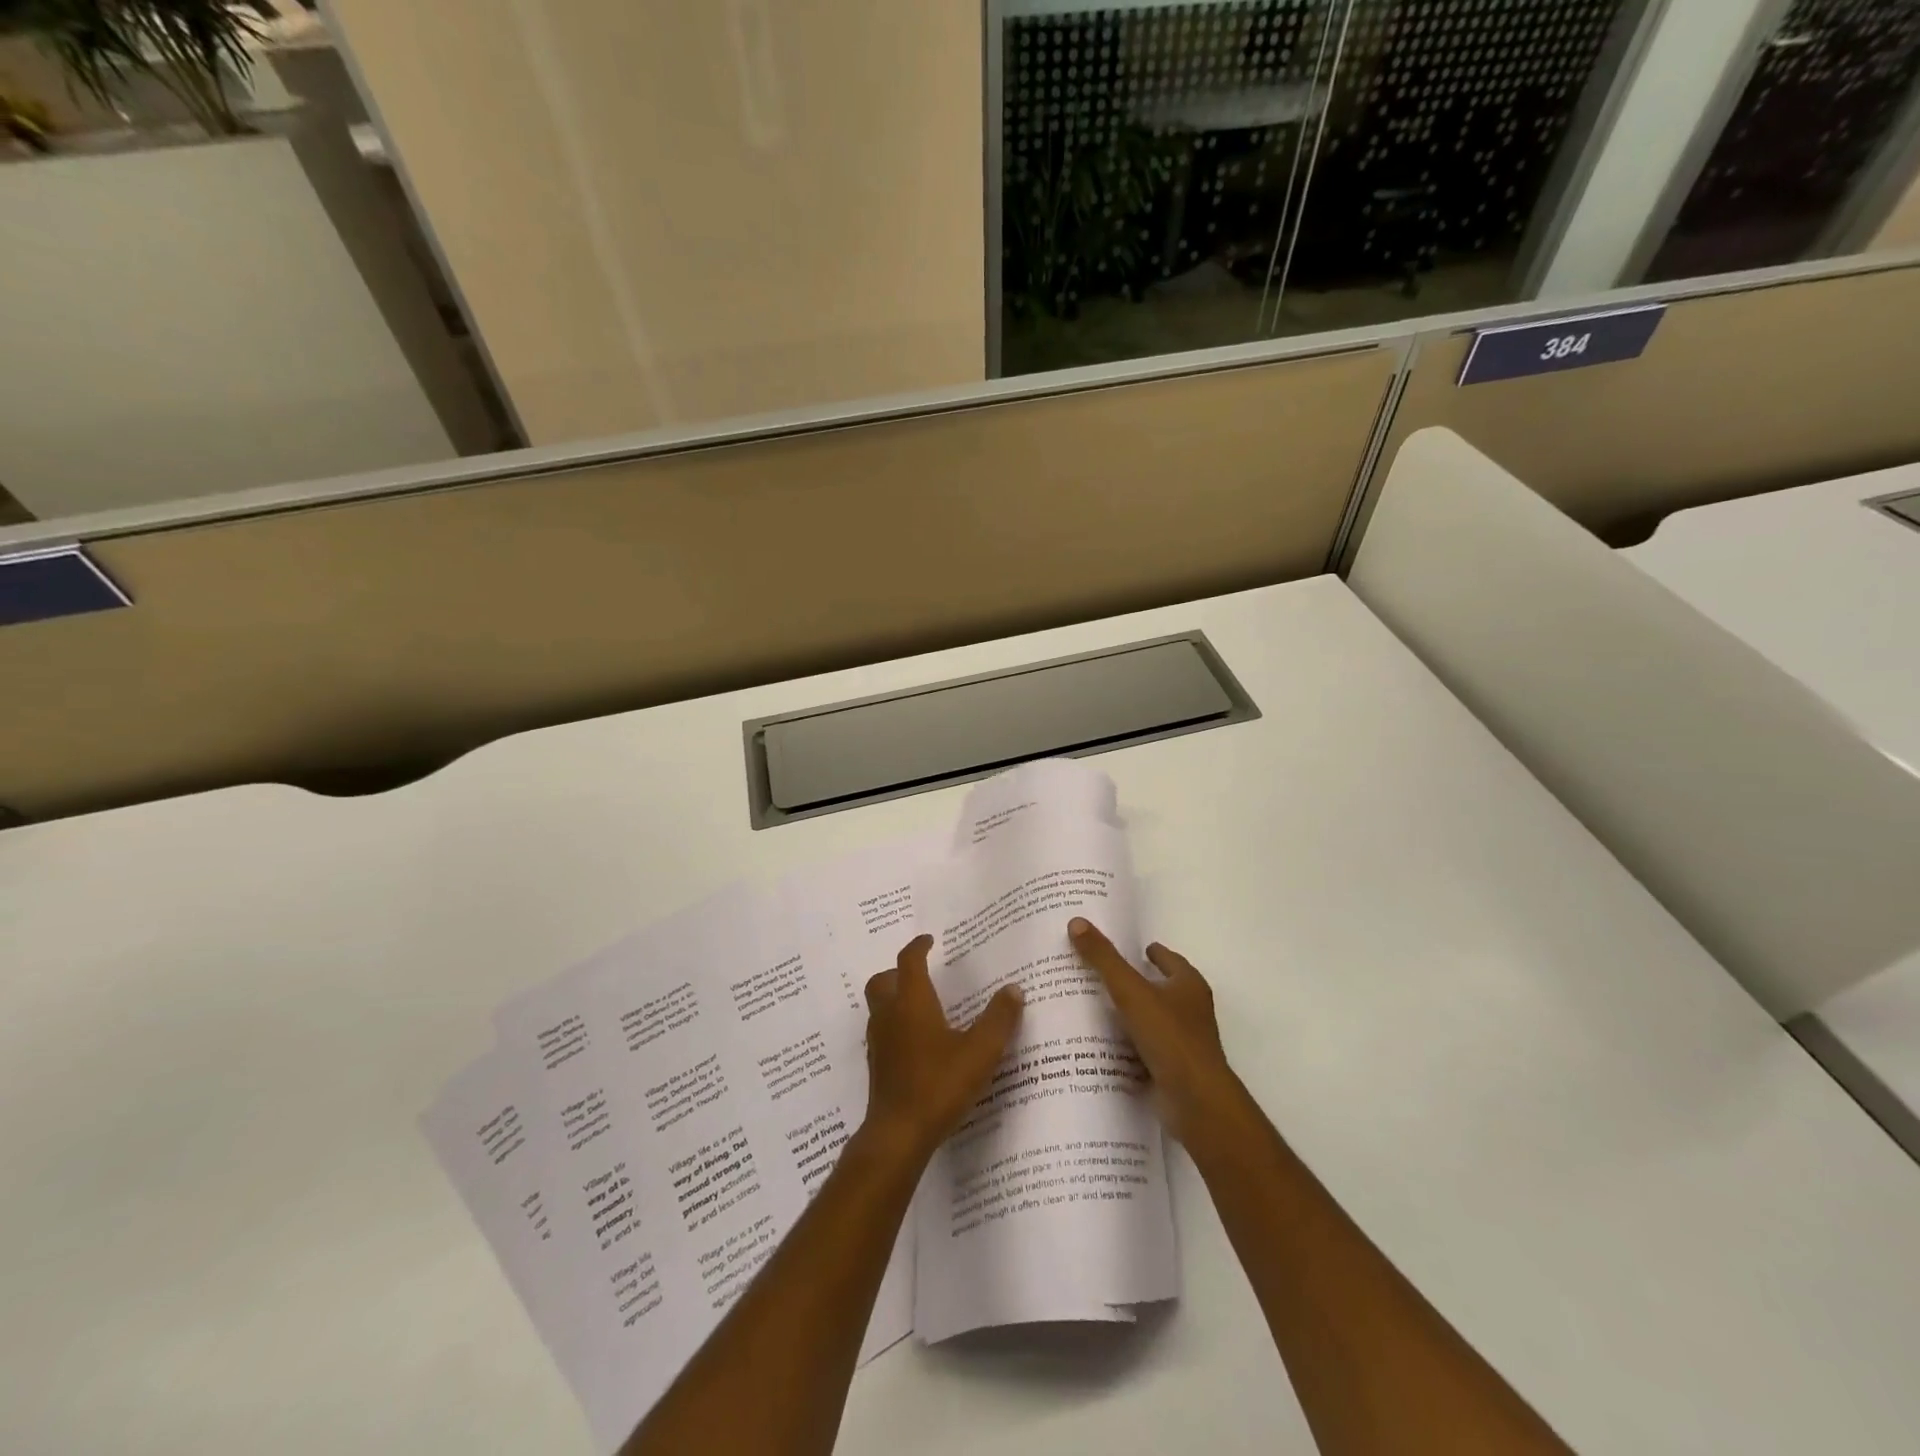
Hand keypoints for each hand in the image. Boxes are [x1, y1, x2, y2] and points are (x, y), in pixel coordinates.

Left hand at [863, 934, 1023, 1161]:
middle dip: (898, 972)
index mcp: (912, 1002)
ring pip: (878, 1007)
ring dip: (894, 998)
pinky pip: (882, 1032)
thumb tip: (1014, 989)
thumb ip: (999, 1019)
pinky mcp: (877, 1066)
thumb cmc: (940, 1084)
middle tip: (920, 974)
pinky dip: (895, 1025)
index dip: (918, 947)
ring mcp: (879, 1042)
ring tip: (921, 1006)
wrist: (899, 1133)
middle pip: (883, 981)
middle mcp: (890, 1015)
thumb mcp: (980, 1051)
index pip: (909, 962)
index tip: (929, 940)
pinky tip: (917, 1043)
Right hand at [1069, 917, 1242, 1145]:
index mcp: (1188, 986)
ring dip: (1130, 1016)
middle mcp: (1191, 1011)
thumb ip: (1104, 959)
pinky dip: (1129, 1046)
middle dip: (1138, 982)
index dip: (1152, 953)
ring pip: (1152, 1021)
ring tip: (1094, 1008)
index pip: (1169, 960)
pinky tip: (1103, 1045)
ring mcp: (1184, 1043)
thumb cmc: (1169, 1036)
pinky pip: (1145, 1050)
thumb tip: (1077, 921)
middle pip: (1161, 989)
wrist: (1195, 1101)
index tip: (1133, 948)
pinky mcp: (1173, 1070)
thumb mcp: (1131, 991)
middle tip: (1102, 974)